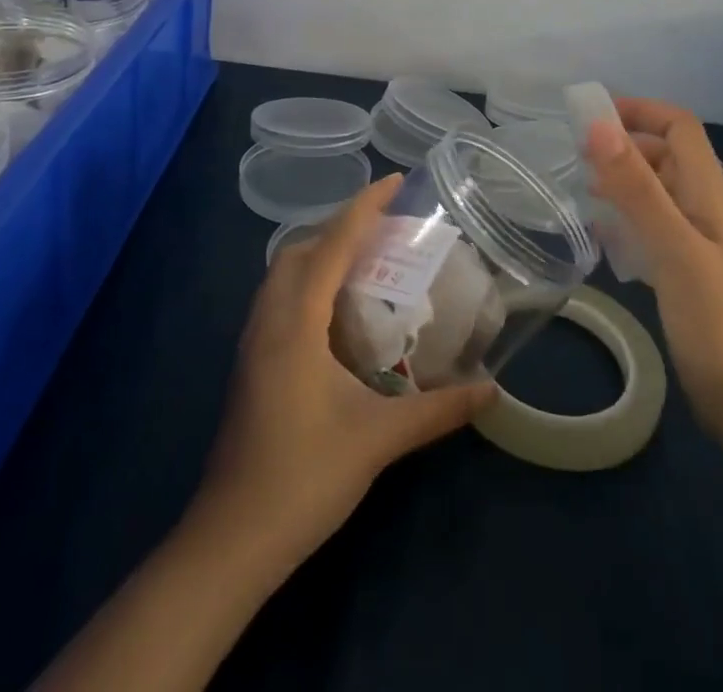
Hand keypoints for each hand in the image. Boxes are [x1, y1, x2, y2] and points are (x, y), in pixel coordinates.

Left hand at [198, 176, 495, 563]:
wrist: (231, 541)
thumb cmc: (304, 476)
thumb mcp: (379, 440)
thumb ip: (438, 410)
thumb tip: (491, 390)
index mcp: (296, 321)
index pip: (333, 243)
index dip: (365, 206)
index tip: (395, 181)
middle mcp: (269, 319)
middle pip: (300, 248)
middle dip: (340, 226)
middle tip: (385, 230)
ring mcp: (253, 343)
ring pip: (283, 273)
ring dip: (321, 253)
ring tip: (366, 263)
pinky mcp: (250, 365)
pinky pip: (279, 298)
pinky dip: (308, 283)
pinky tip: (337, 314)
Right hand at [582, 99, 722, 441]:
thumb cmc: (713, 319)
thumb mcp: (673, 247)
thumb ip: (637, 187)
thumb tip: (599, 125)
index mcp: (707, 192)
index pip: (679, 127)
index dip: (640, 111)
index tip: (592, 118)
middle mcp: (701, 207)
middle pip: (663, 154)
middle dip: (622, 146)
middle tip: (576, 159)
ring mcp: (692, 239)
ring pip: (653, 190)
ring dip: (619, 180)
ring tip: (581, 192)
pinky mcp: (681, 269)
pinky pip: (647, 225)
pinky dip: (622, 217)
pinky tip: (599, 234)